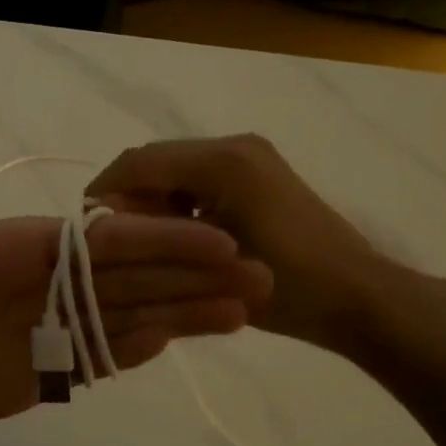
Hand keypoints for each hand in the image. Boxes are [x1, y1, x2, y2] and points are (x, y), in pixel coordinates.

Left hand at [0, 89, 273, 440]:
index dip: (163, 237)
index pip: (108, 239)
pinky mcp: (45, 373)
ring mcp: (51, 329)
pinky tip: (182, 339)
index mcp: (27, 244)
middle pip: (135, 276)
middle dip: (196, 273)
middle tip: (263, 273)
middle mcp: (50, 283)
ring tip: (245, 311)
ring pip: (129, 315)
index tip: (220, 236)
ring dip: (185, 312)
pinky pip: (100, 358)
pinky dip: (140, 349)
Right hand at [88, 133, 445, 358]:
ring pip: (177, 170)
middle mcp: (234, 146)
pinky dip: (180, 203)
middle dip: (129, 198)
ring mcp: (250, 157)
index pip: (139, 162)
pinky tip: (180, 239)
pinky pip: (201, 178)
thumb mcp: (209, 267)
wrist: (360, 298)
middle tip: (115, 243)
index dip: (105, 192)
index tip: (85, 230)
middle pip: (157, 161)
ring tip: (145, 245)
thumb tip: (105, 222)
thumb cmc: (290, 288)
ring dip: (154, 201)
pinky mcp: (259, 172)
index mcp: (223, 162)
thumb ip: (154, 236)